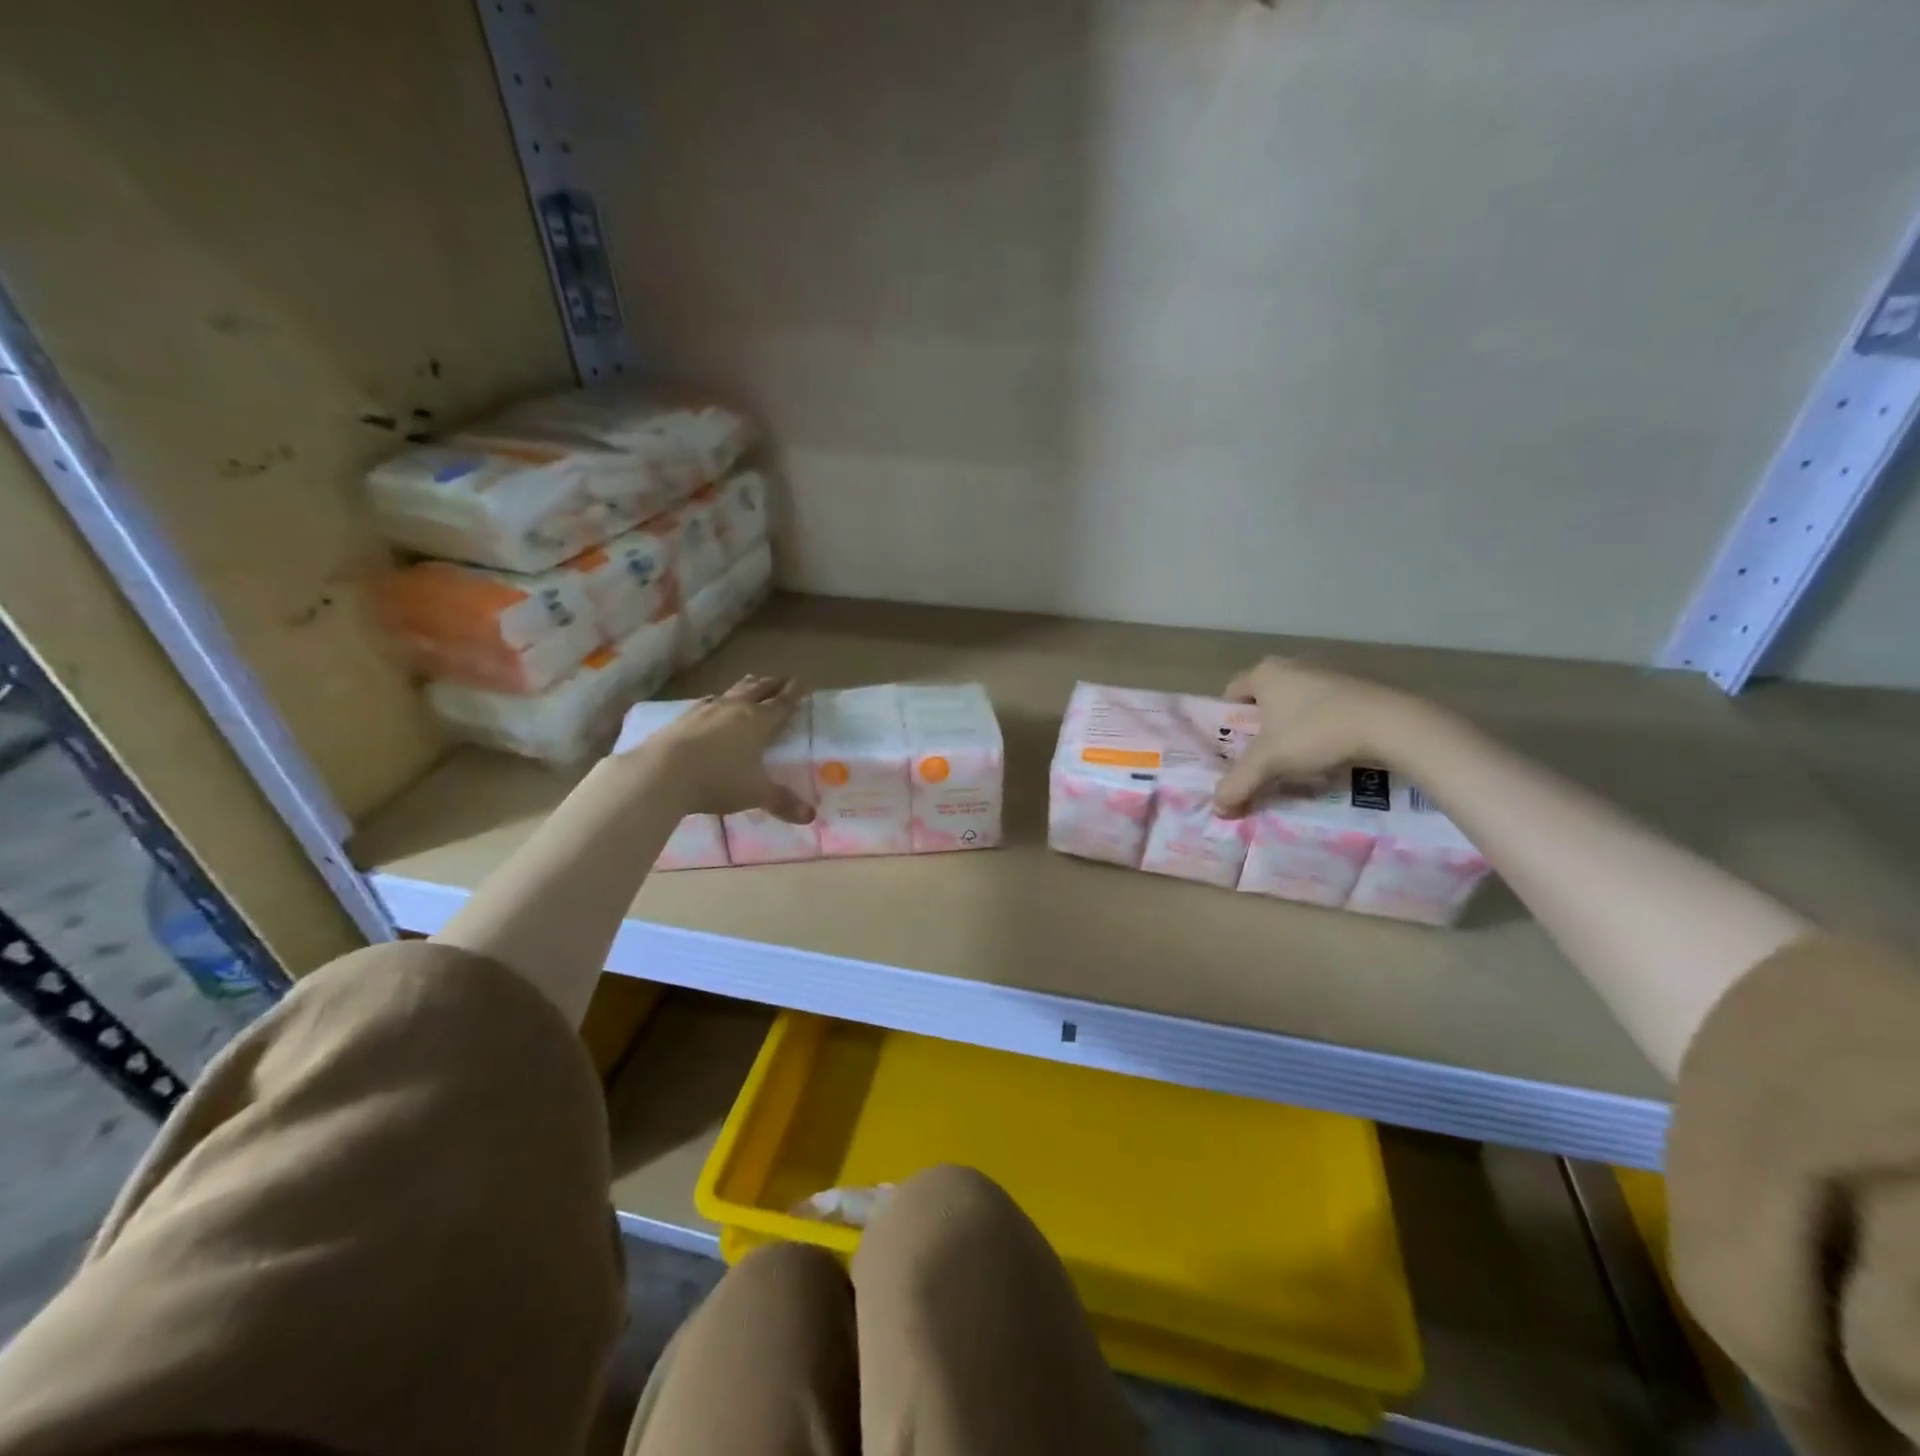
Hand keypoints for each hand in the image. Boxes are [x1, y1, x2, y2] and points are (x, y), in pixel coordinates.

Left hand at [624, 675, 814, 822]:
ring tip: (753, 682)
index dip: (796, 692)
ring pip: (733, 691)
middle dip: (774, 684)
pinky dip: (719, 699)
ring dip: (747, 686)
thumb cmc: (717, 780)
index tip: (804, 682)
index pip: (783, 703)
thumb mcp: (755, 794)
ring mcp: (707, 710)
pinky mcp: (683, 717)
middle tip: (784, 680)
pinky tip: (714, 703)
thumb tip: (810, 816)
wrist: (661, 772)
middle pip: (759, 689)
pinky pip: (708, 701)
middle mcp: (735, 708)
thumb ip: (782, 802)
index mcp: (759, 722)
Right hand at [1213, 659, 1414, 815]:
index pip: (1230, 693)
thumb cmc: (1316, 732)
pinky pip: (1324, 707)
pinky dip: (1320, 726)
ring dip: (1291, 727)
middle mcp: (1292, 664)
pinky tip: (1328, 750)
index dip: (1227, 721)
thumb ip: (1237, 784)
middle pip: (1263, 699)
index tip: (1234, 748)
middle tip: (1262, 757)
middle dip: (1260, 727)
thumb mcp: (1268, 762)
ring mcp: (1326, 672)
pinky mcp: (1355, 685)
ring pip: (1295, 703)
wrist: (1390, 725)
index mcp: (1265, 673)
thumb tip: (1217, 807)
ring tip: (1297, 758)